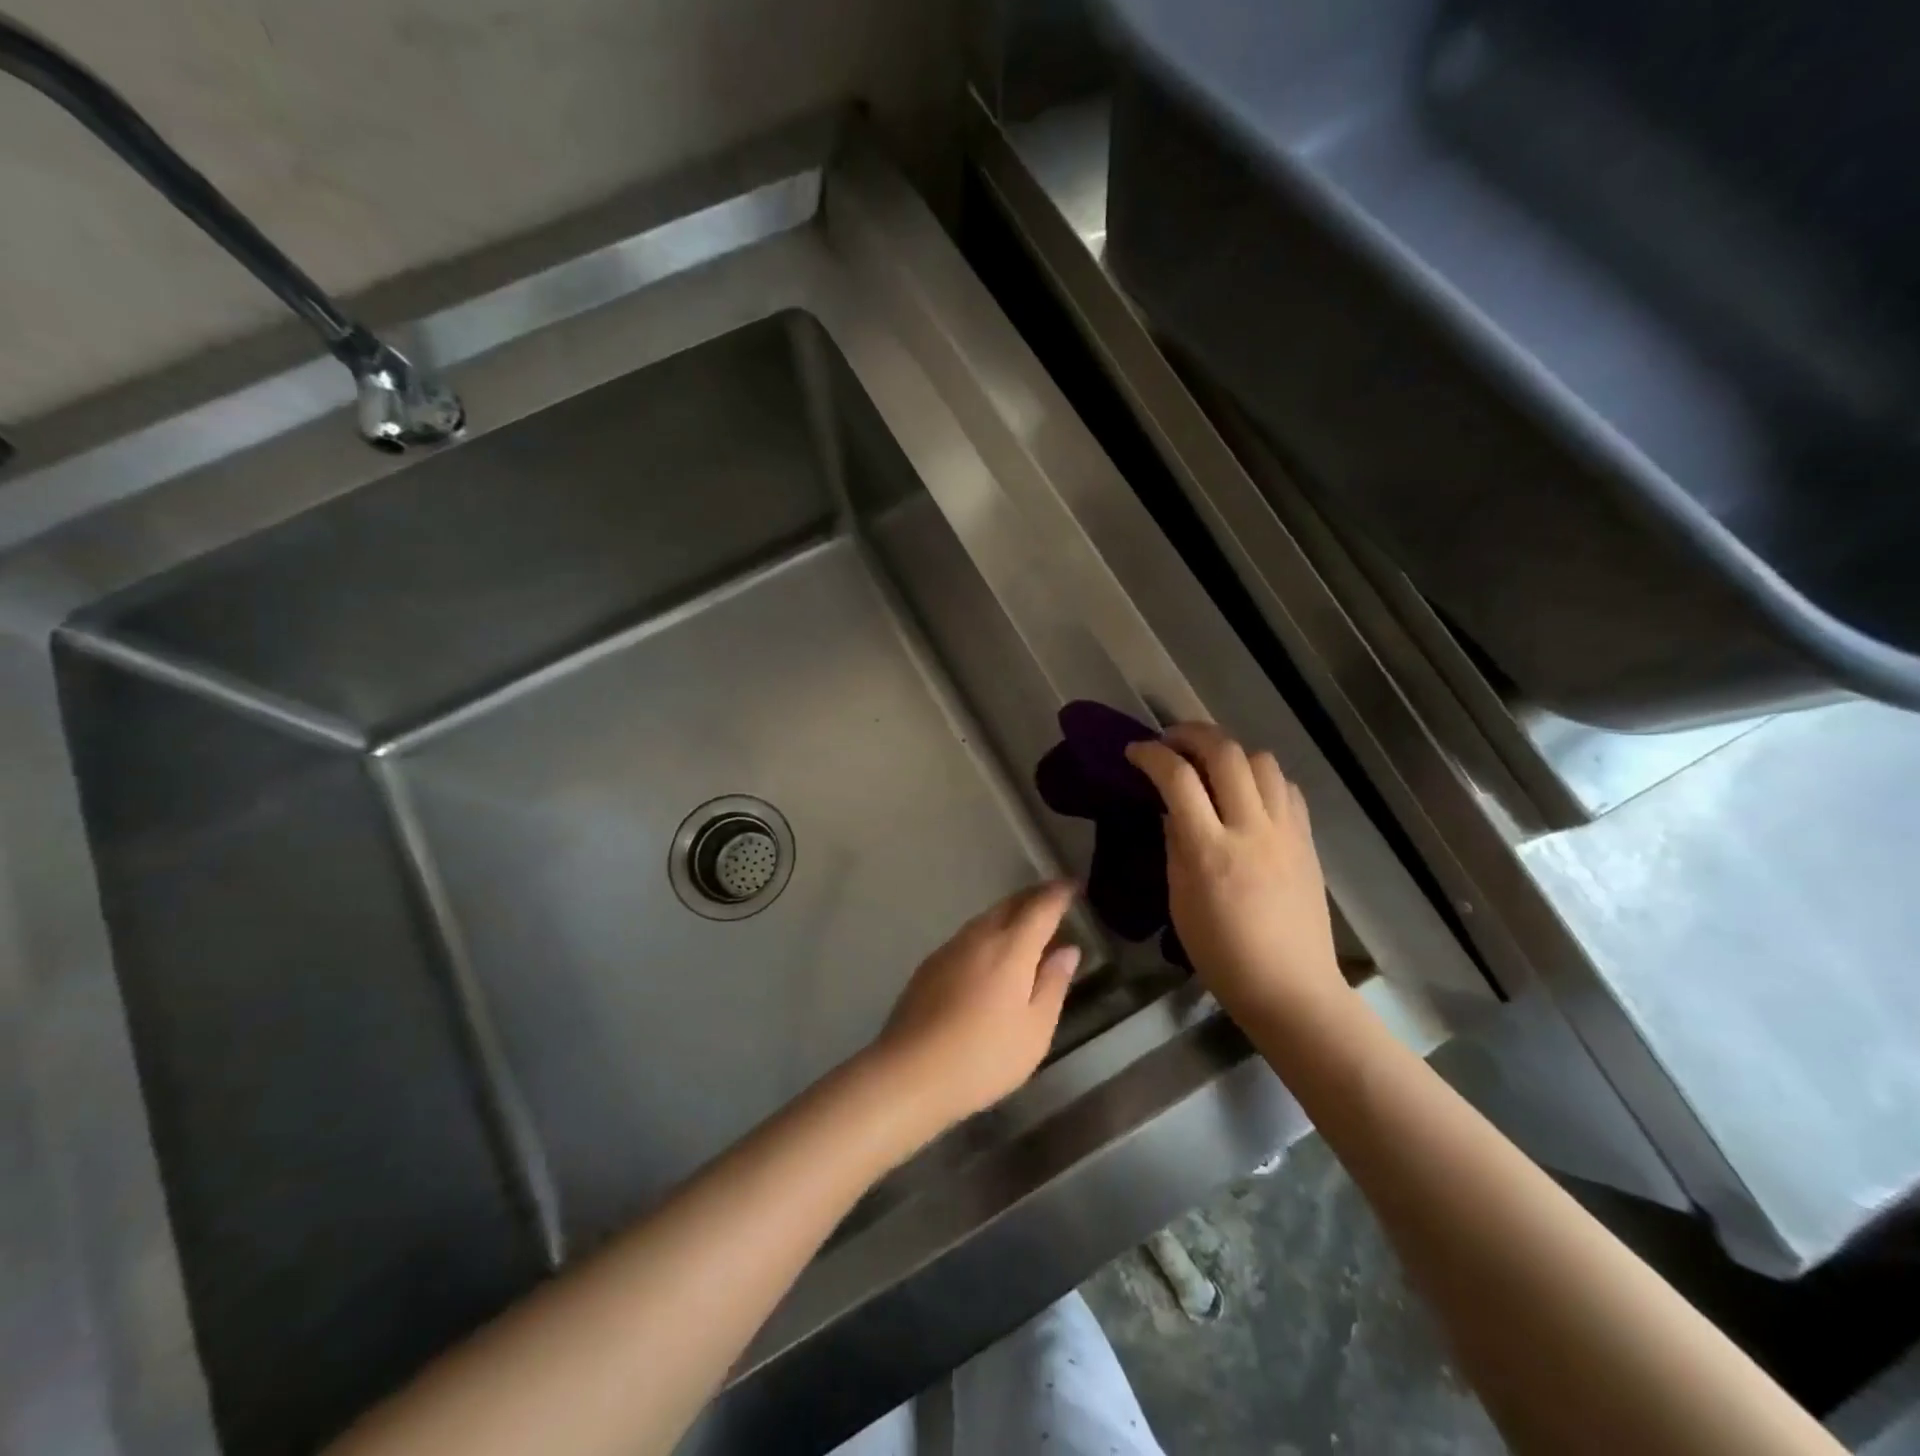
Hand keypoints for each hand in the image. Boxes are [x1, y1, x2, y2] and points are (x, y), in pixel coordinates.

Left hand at [865, 882, 1079, 1134]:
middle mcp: (978, 937)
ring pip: (986, 918)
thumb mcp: (1035, 1029)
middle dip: (1033, 896)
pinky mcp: (930, 965)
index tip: (1073, 885)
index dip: (1059, 893)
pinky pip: (968, 936)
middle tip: (1053, 897)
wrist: (909, 1073)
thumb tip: (1068, 949)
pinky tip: (991, 953)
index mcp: (1010, 947)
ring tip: (1026, 923)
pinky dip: (988, 933)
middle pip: (1010, 904)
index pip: (1040, 907)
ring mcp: (949, 949)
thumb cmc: (984, 1056)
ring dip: (1009, 913)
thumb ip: (1053, 984)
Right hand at [1125, 722, 1343, 1021]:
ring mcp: (1286, 831)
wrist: (1290, 987)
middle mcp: (1252, 829)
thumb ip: (1175, 846)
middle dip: (1191, 734)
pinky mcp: (1307, 839)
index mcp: (1210, 849)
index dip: (1151, 755)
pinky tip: (1247, 792)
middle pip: (1225, 752)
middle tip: (1170, 741)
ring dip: (1230, 751)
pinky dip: (1261, 776)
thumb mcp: (1179, 900)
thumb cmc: (1221, 953)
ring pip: (1262, 759)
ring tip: (1210, 764)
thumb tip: (1172, 810)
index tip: (1134, 751)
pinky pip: (1286, 787)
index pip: (1177, 779)